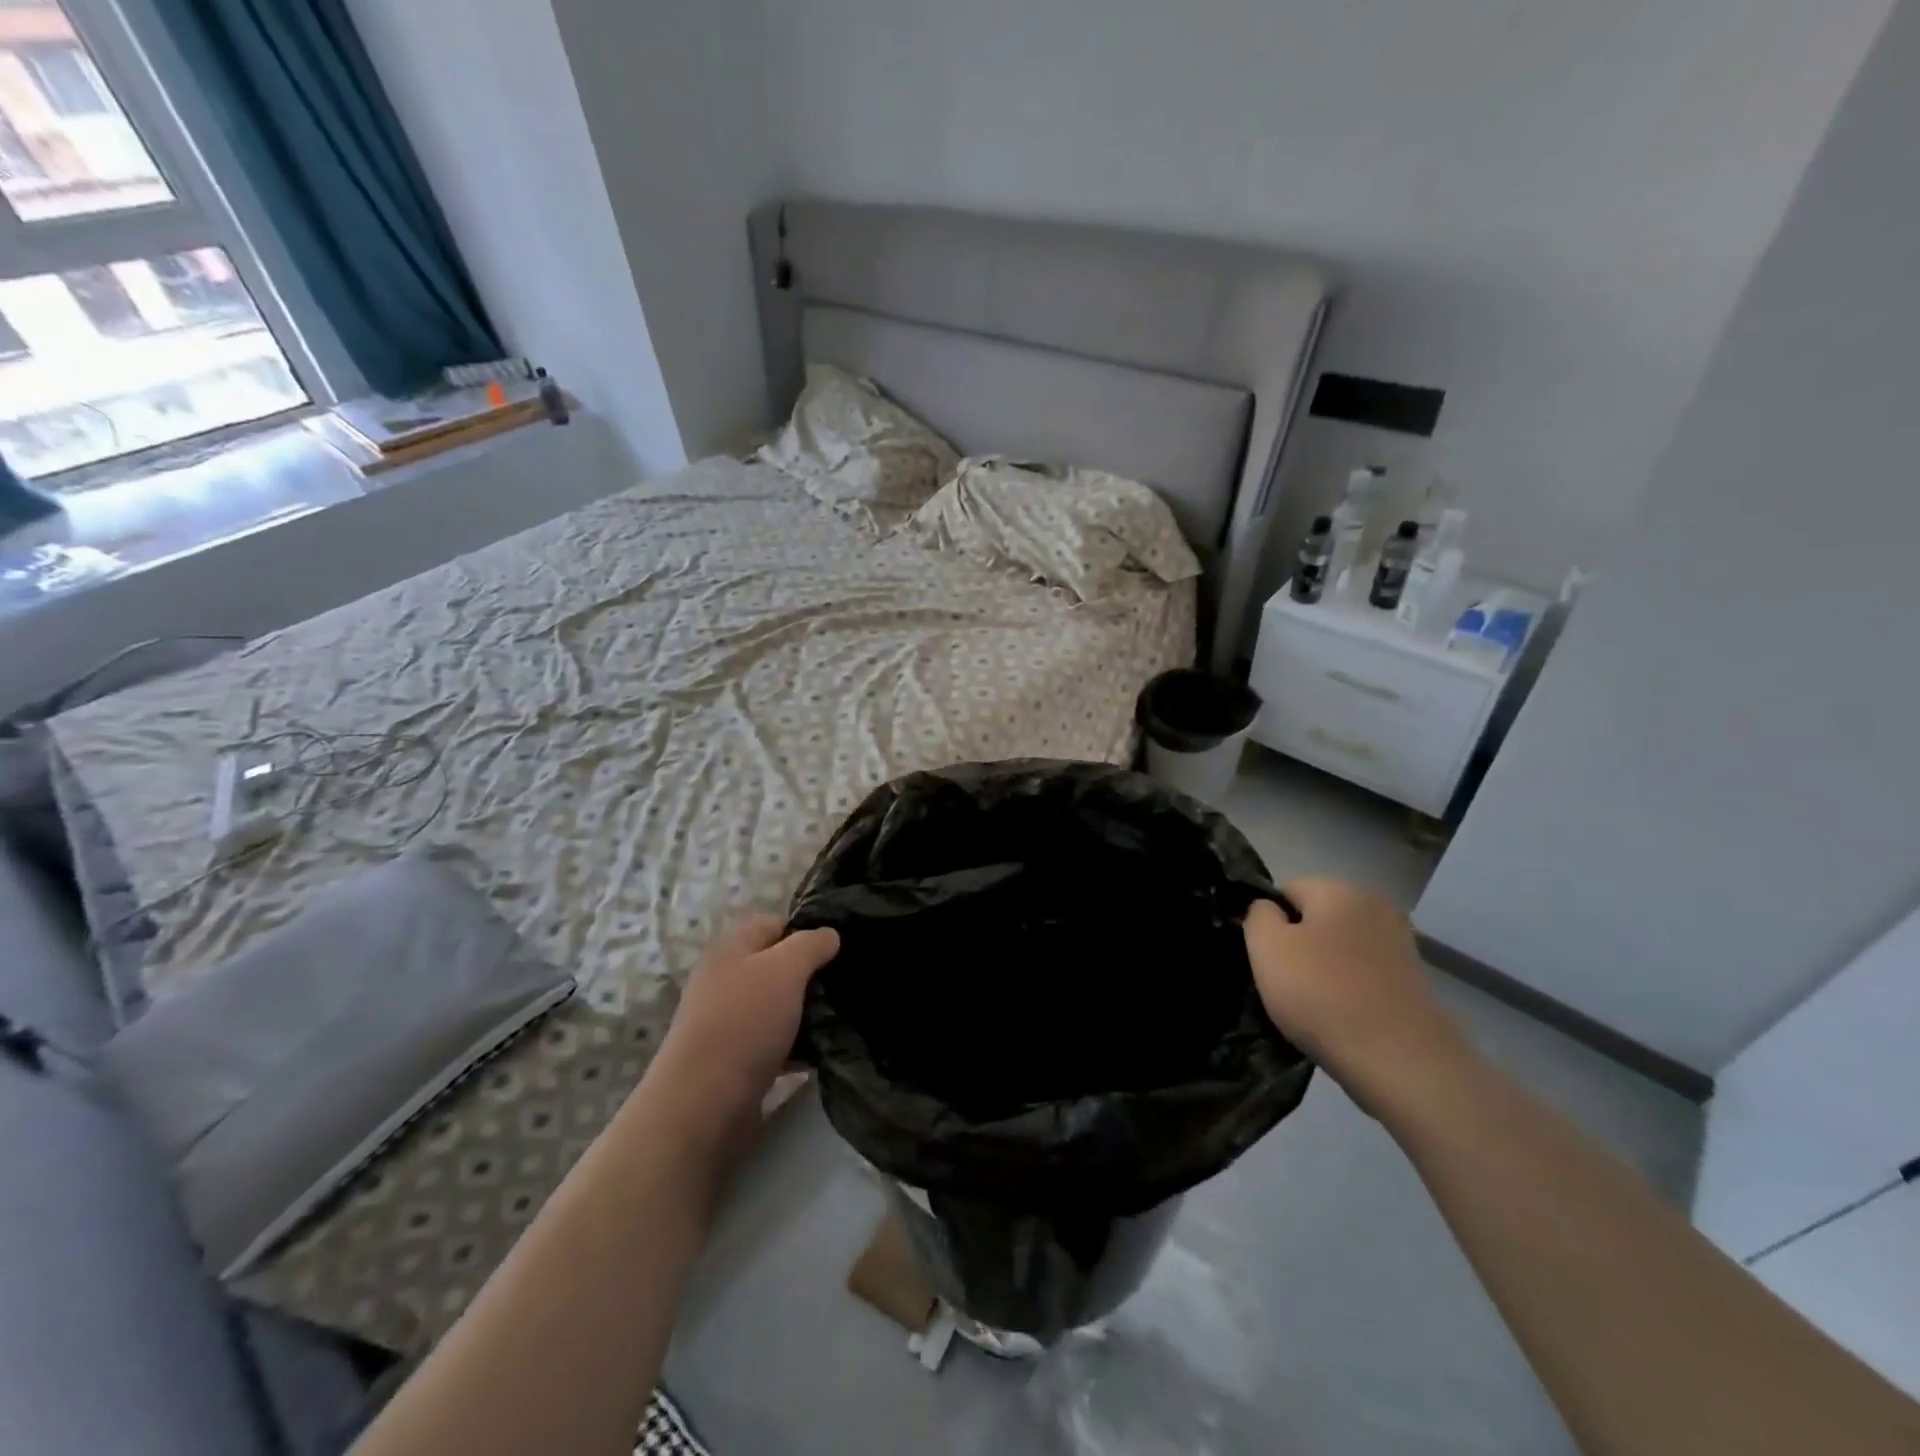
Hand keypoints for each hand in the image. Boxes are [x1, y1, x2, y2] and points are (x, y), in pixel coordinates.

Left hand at [646, 916, 838, 1150]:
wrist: (703, 1104)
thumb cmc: (745, 1022)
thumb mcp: (785, 969)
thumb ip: (810, 945)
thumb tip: (829, 934)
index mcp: (731, 948)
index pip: (774, 924)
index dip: (806, 931)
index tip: (839, 948)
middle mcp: (725, 980)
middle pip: (775, 966)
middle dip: (809, 974)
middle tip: (842, 984)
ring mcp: (726, 1021)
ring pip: (776, 1005)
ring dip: (804, 1012)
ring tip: (839, 1018)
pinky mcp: (733, 1060)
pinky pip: (772, 1041)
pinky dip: (794, 1045)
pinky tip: (820, 1052)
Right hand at [1244, 879, 1474, 1117]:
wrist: (1399, 1060)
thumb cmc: (1321, 994)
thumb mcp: (1266, 947)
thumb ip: (1258, 915)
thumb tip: (1269, 910)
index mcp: (1339, 889)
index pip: (1286, 890)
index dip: (1269, 922)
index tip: (1266, 958)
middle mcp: (1375, 906)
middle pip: (1317, 918)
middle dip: (1299, 944)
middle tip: (1285, 983)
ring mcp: (1400, 944)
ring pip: (1341, 947)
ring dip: (1325, 968)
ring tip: (1315, 1005)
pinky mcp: (1414, 980)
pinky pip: (1364, 974)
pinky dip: (1350, 989)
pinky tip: (1343, 1017)